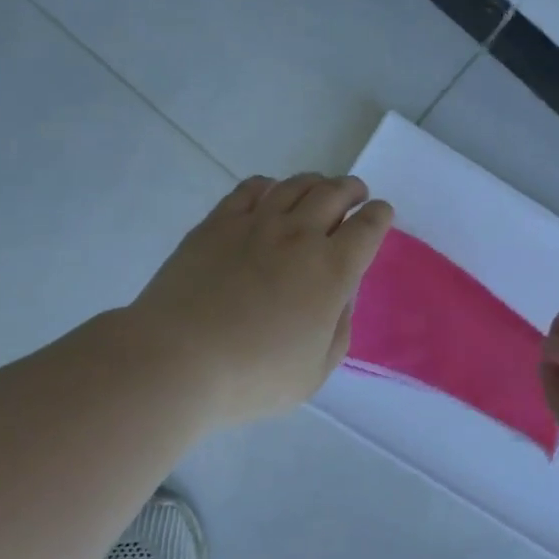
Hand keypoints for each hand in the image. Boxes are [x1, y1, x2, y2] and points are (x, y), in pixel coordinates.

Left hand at [126, 173, 394, 425]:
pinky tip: (269, 193)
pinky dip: (269, 185)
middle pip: (334, 193)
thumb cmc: (253, 377)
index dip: (379, 216)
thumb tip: (341, 295)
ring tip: (319, 189)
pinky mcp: (216, 223)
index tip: (381, 214)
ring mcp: (255, 224)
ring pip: (294, 185)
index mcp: (331, 271)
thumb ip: (338, 328)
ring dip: (315, 182)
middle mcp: (298, 236)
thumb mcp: (315, 371)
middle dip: (352, 190)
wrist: (177, 359)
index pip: (367, 227)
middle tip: (355, 194)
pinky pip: (251, 189)